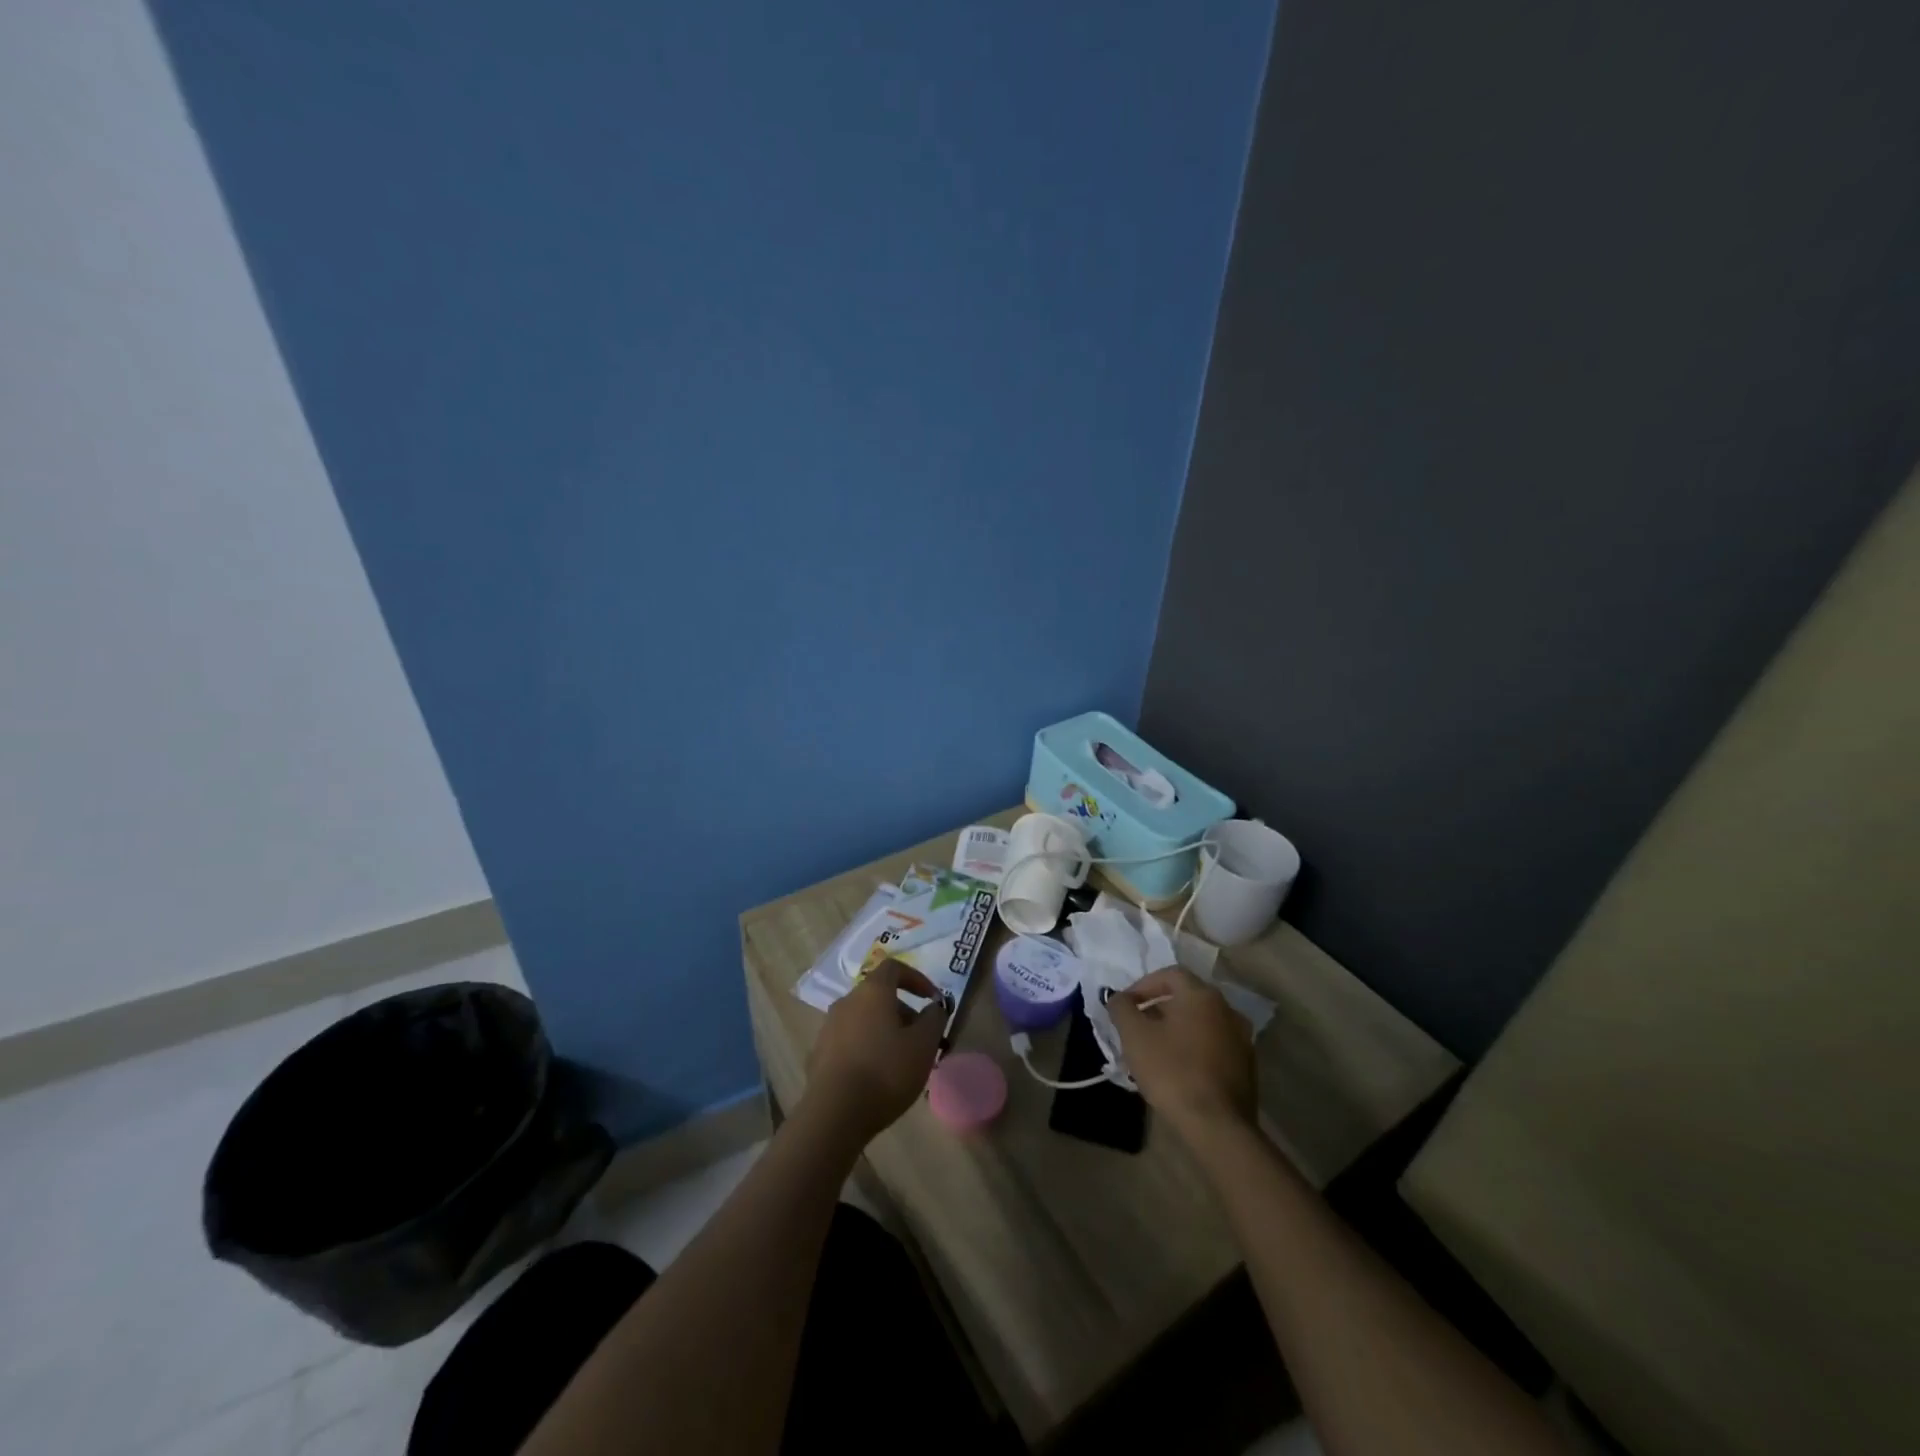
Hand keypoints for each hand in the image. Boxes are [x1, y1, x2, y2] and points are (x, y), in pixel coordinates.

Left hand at [802, 960, 944, 1146]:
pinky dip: (866, 1048)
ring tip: (901, 1061)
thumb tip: (933, 1007)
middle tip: (922, 1039)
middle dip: (904, 1012)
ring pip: (864, 1019)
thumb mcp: (924, 1045)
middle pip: (879, 996)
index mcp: (872, 992)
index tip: (932, 1000)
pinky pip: (849, 1041)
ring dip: (885, 1031)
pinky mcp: (818, 1054)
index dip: (917, 978)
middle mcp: (846, 1002)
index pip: (894, 967)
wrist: (834, 1114)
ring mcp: (828, 1028)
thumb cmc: (885, 1071)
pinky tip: (876, 1077)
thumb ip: (934, 1019)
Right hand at [1108, 967, 1256, 1141]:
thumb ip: (1122, 1008)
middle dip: (1158, 1008)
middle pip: (1187, 997)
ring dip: (1176, 1029)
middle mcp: (1227, 1009)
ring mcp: (1242, 1038)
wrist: (1217, 1126)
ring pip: (1201, 1022)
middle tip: (1137, 1028)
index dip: (1143, 986)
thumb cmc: (1172, 1071)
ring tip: (1155, 1050)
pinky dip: (1194, 1048)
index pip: (1169, 974)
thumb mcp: (1134, 1036)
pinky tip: (1178, 1069)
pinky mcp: (1247, 1066)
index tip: (1125, 1006)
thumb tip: (1118, 998)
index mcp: (1202, 995)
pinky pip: (1214, 1045)